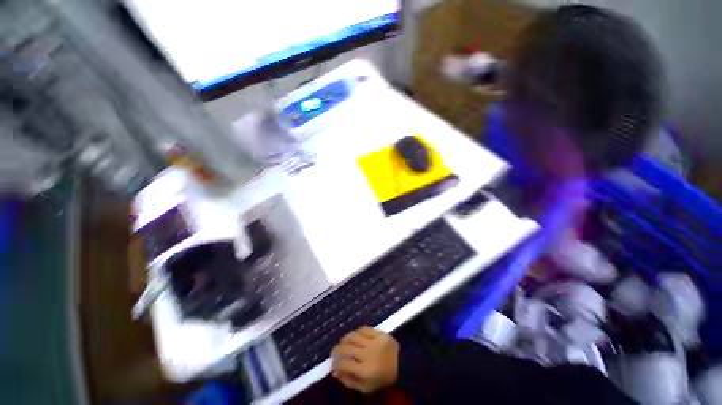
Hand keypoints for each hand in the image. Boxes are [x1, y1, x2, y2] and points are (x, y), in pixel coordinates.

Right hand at [331, 326, 399, 392]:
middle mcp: (367, 354)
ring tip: (342, 341)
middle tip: (334, 351)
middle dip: (337, 349)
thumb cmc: (383, 378)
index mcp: (365, 371)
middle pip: (347, 348)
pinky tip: (354, 334)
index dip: (335, 363)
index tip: (333, 363)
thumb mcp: (366, 387)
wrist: (403, 364)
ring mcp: (373, 342)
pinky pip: (364, 329)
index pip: (344, 364)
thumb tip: (335, 372)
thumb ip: (349, 381)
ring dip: (345, 338)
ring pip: (354, 336)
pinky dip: (357, 331)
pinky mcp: (379, 333)